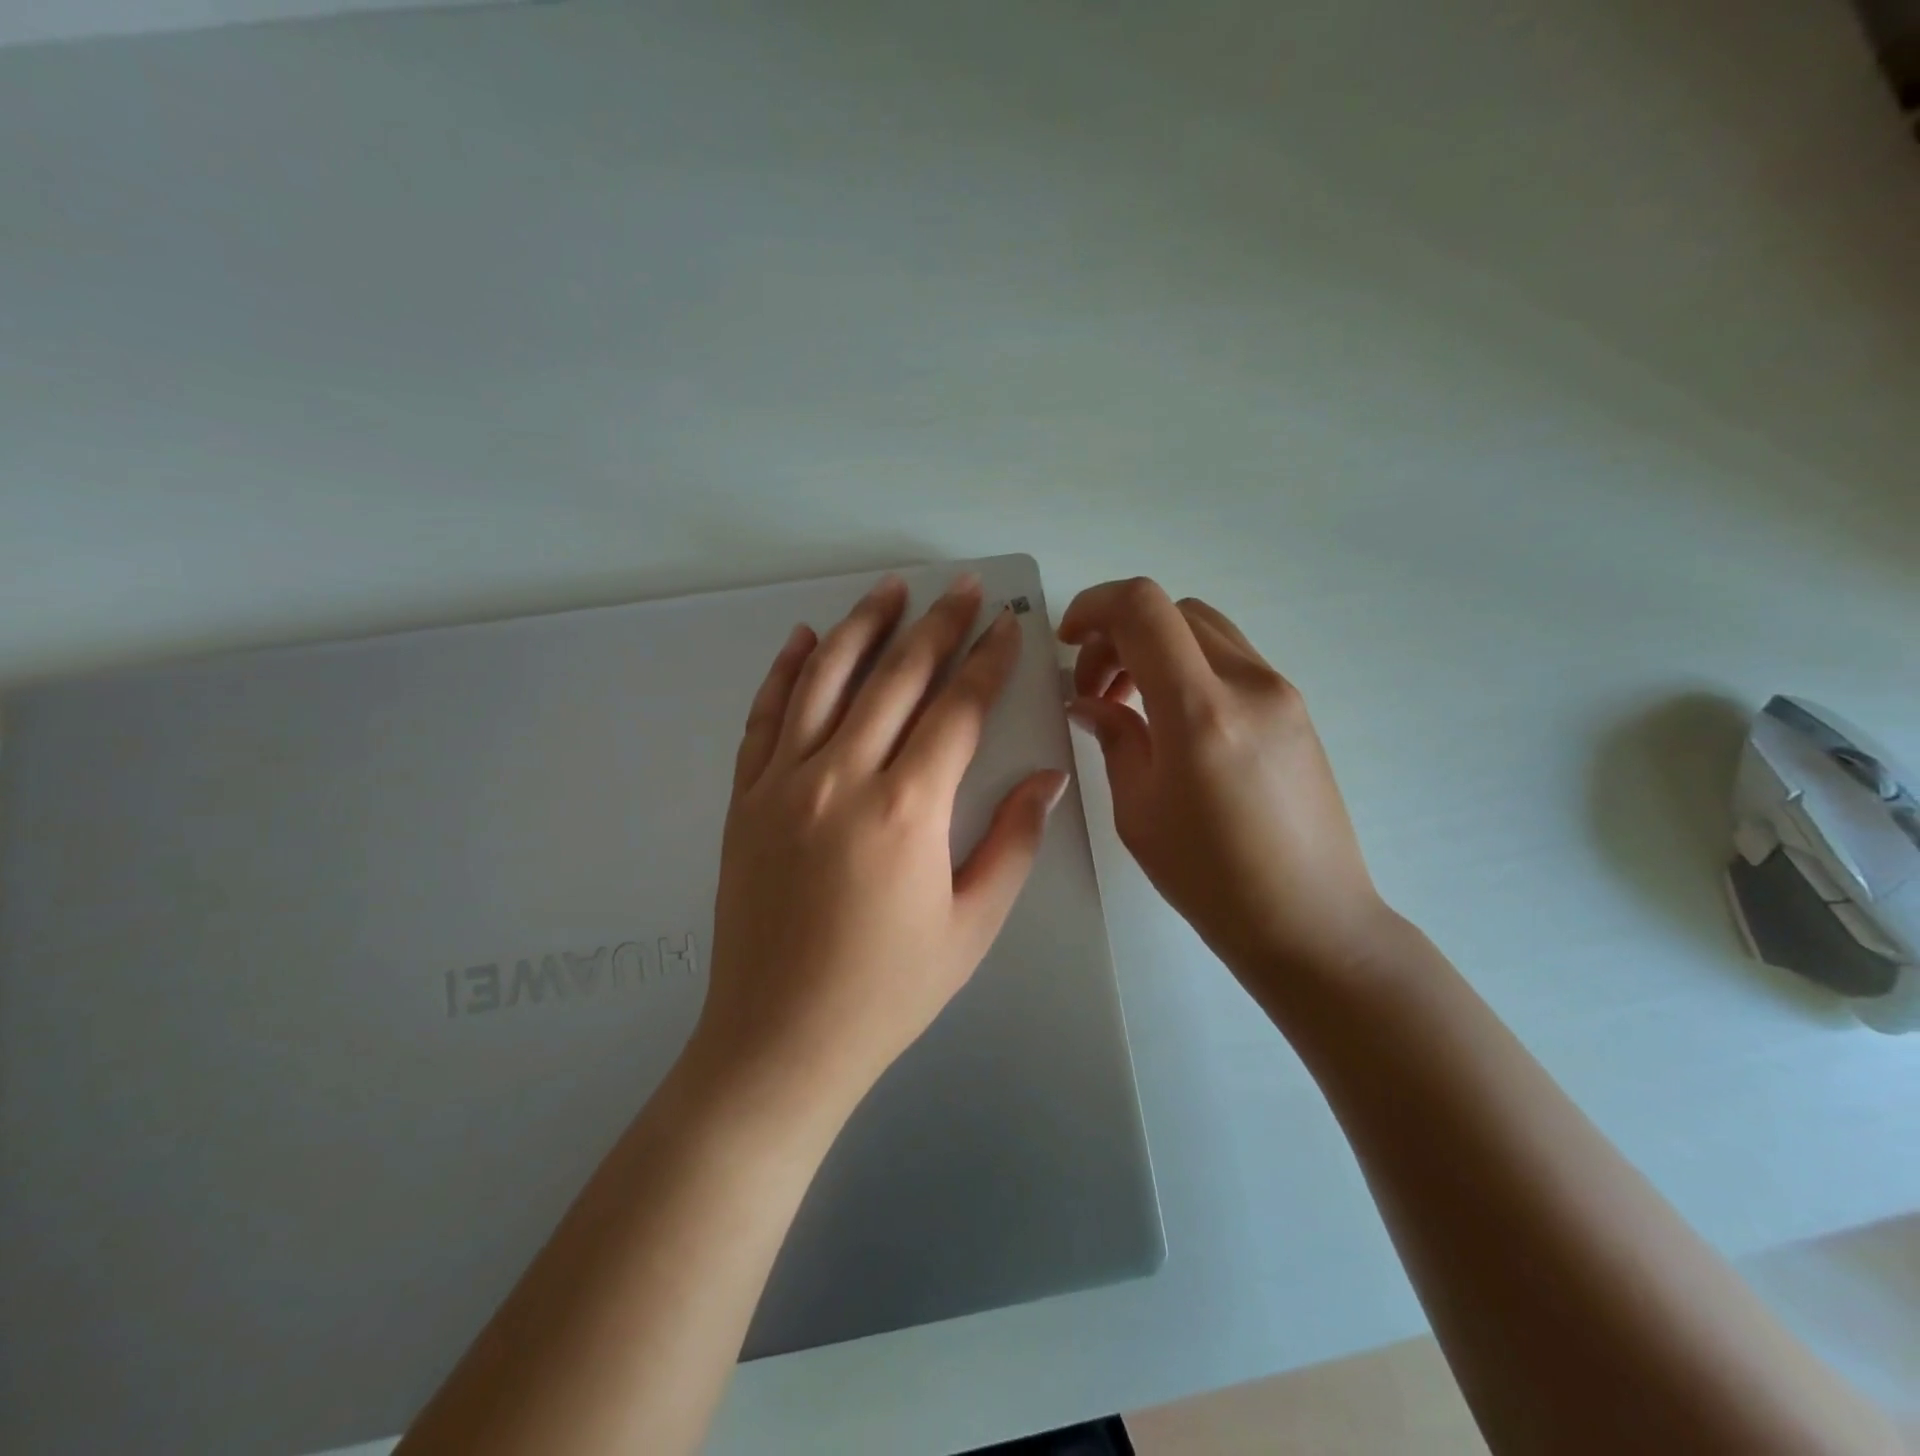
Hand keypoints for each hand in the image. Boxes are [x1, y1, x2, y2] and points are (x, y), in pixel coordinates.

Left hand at [693, 572, 1069, 1113]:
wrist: (780, 1038)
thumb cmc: (889, 990)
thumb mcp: (972, 925)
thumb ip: (1013, 842)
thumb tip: (1047, 778)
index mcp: (908, 809)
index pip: (958, 709)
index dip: (989, 660)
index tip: (1008, 623)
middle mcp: (842, 777)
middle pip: (897, 678)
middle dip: (937, 626)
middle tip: (961, 587)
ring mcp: (783, 783)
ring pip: (826, 679)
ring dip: (862, 626)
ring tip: (890, 588)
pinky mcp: (744, 799)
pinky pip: (765, 717)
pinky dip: (786, 671)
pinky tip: (804, 639)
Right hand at [1059, 578, 1391, 990]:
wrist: (1311, 922)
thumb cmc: (1211, 879)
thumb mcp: (1139, 810)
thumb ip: (1115, 738)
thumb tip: (1090, 701)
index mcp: (1200, 711)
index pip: (1143, 608)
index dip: (1094, 606)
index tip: (1067, 642)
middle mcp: (1248, 684)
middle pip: (1172, 610)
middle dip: (1118, 632)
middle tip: (1093, 687)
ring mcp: (1281, 692)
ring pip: (1204, 629)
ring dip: (1155, 647)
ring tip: (1130, 703)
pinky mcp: (1296, 709)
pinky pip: (1231, 658)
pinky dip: (1189, 665)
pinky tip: (1173, 720)